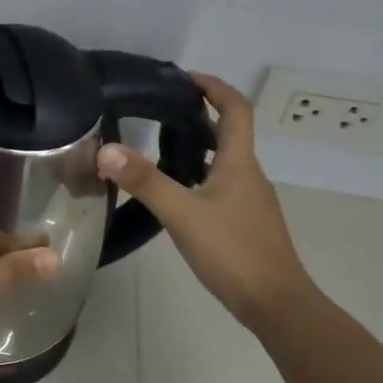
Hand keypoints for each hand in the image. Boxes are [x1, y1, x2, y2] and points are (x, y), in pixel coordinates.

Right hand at [95, 72, 310, 333]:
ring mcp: (250, 201)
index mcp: (238, 163)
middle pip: (229, 133)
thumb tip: (106, 149)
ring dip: (197, 148)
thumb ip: (145, 181)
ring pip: (223, 162)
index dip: (214, 87)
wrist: (276, 304)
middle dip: (199, 116)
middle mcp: (248, 175)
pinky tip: (176, 196)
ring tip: (158, 148)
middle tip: (160, 112)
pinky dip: (199, 177)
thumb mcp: (182, 214)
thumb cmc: (234, 252)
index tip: (185, 78)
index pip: (235, 109)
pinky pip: (221, 187)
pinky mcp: (246, 223)